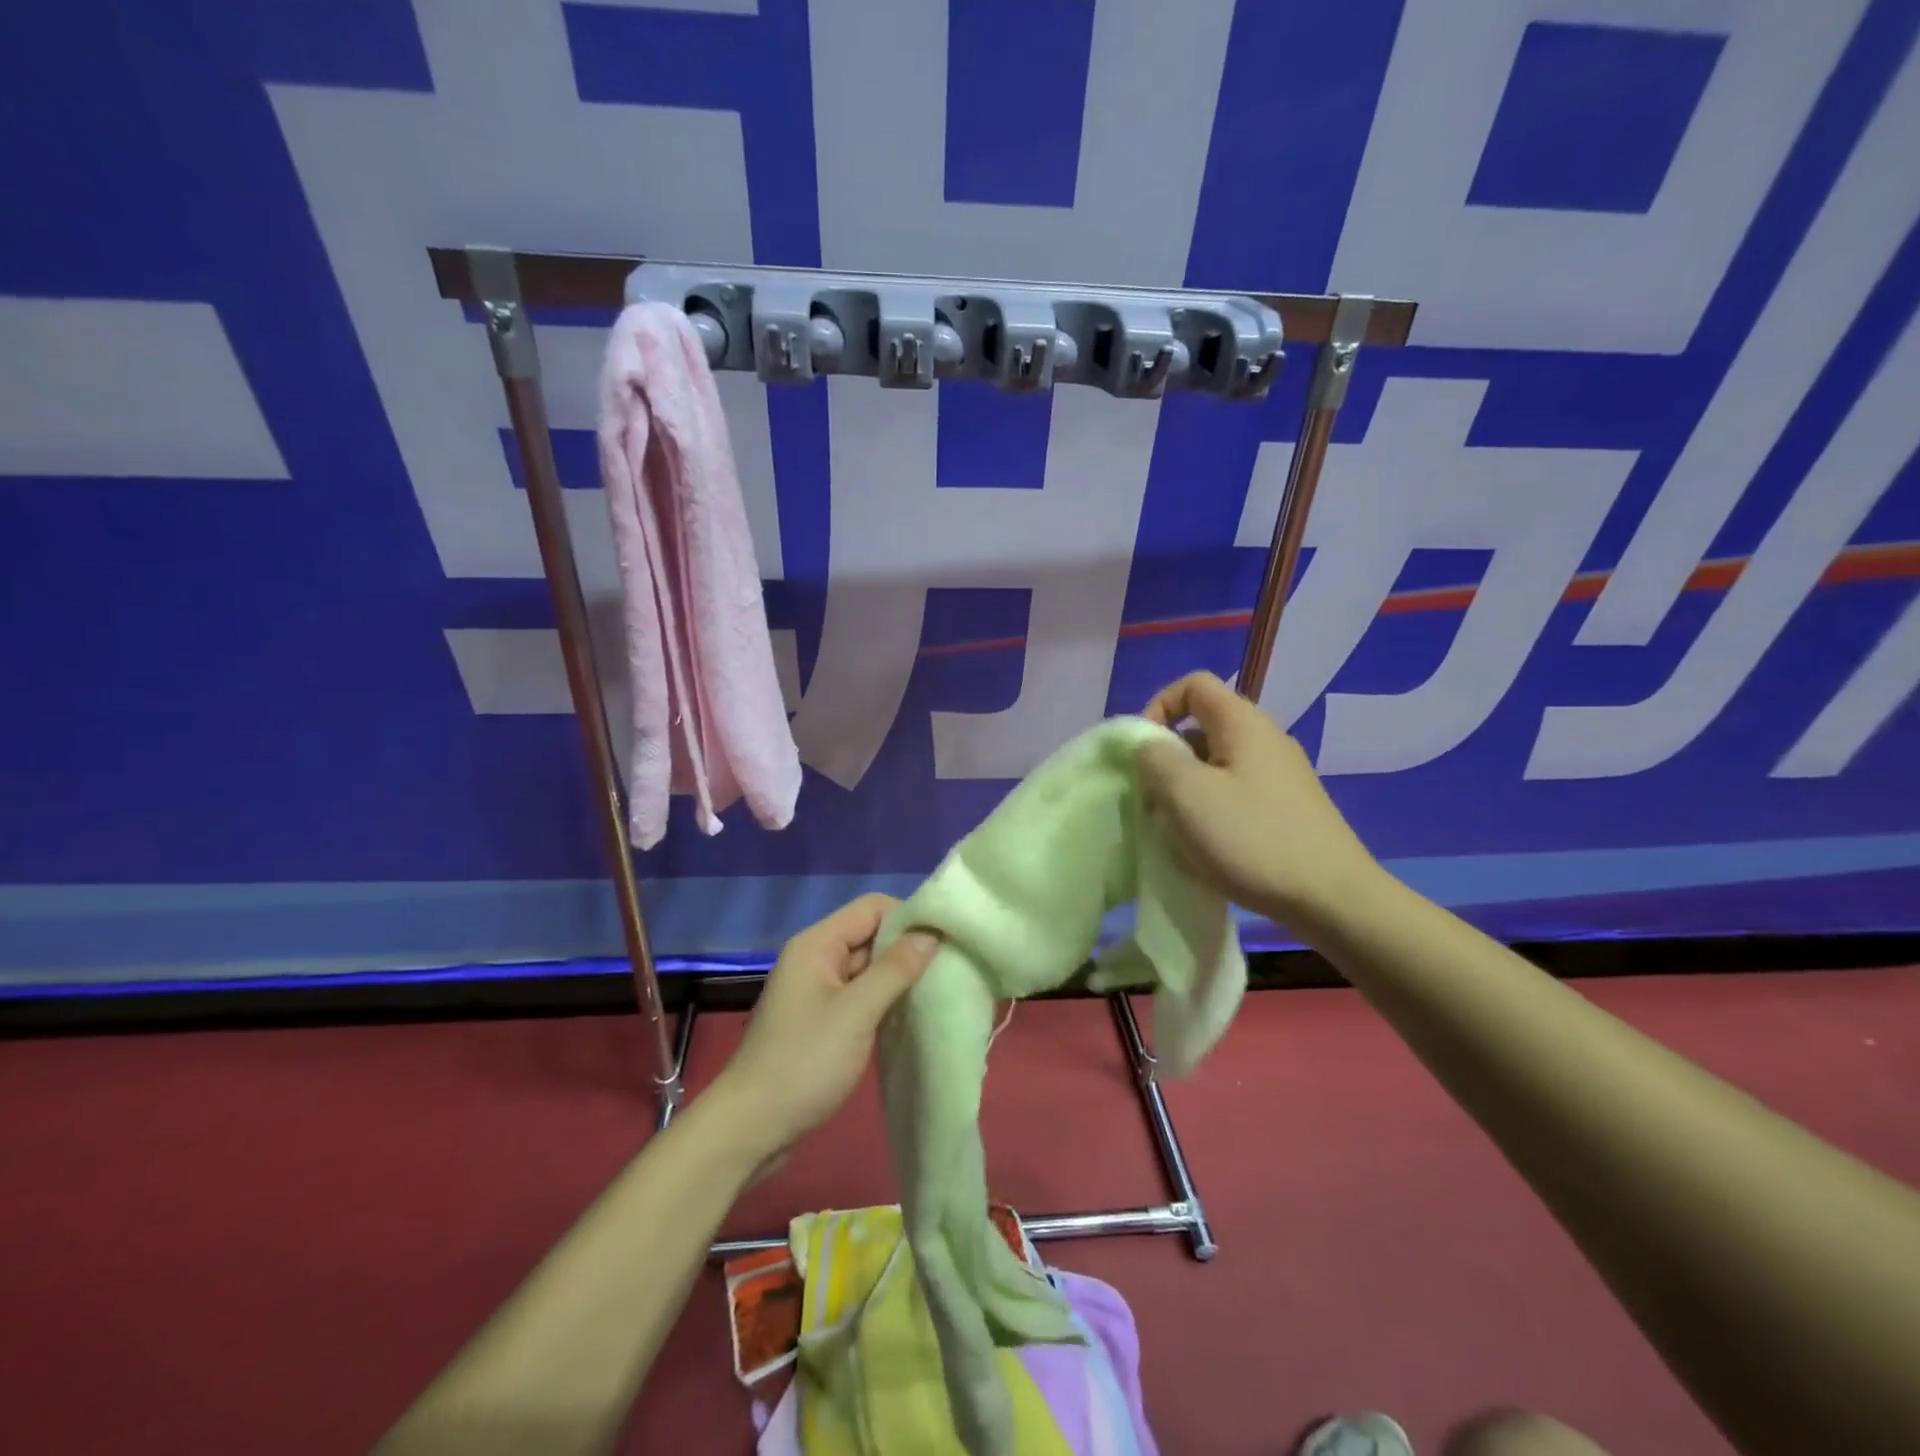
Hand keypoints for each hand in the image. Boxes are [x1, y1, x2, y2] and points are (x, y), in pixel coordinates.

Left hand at [712, 894, 939, 1159]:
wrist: (752, 1127)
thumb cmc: (804, 1062)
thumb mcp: (856, 1012)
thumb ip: (895, 969)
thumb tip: (932, 933)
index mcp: (818, 943)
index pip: (872, 907)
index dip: (908, 917)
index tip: (944, 942)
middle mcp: (816, 957)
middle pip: (871, 934)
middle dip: (908, 948)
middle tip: (949, 969)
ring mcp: (817, 989)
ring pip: (868, 967)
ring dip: (899, 977)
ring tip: (938, 992)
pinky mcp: (821, 1018)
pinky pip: (860, 994)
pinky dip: (884, 1000)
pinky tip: (910, 1016)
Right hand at [1140, 671, 1380, 933]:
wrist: (1332, 898)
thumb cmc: (1251, 837)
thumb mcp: (1185, 793)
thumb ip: (1153, 758)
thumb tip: (1147, 746)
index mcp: (1243, 723)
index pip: (1193, 685)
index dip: (1159, 706)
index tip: (1144, 750)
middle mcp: (1266, 739)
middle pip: (1202, 727)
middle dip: (1168, 757)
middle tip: (1154, 797)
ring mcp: (1281, 776)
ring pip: (1216, 765)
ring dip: (1187, 789)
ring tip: (1176, 827)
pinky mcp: (1288, 809)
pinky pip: (1236, 793)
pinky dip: (1211, 810)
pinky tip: (1208, 846)